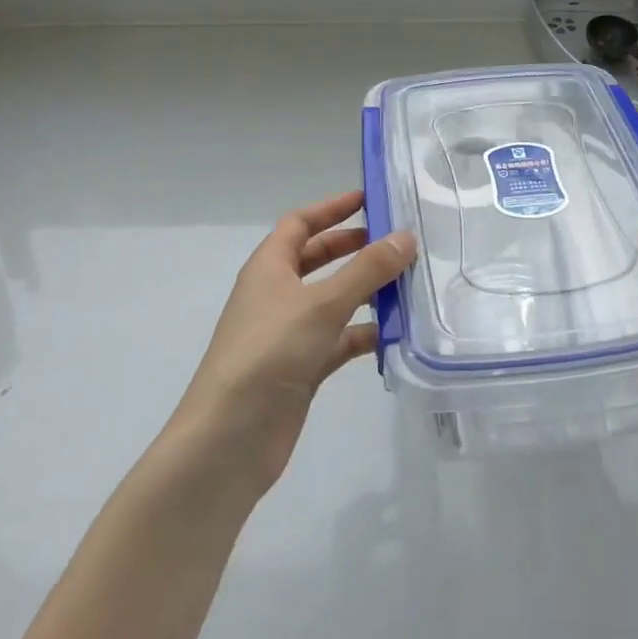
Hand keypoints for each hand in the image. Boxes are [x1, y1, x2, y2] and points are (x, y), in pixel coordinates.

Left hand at [172, 191, 415, 496]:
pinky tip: (396, 334)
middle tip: (397, 242)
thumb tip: (406, 237)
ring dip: (366, 292)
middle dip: (355, 248)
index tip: (370, 199)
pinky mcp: (300, 369)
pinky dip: (363, 334)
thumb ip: (367, 270)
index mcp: (269, 267)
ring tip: (409, 285)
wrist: (228, 439)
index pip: (300, 223)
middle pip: (318, 259)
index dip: (332, 208)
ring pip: (332, 300)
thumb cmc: (269, 353)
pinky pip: (338, 340)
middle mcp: (276, 294)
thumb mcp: (322, 303)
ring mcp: (288, 333)